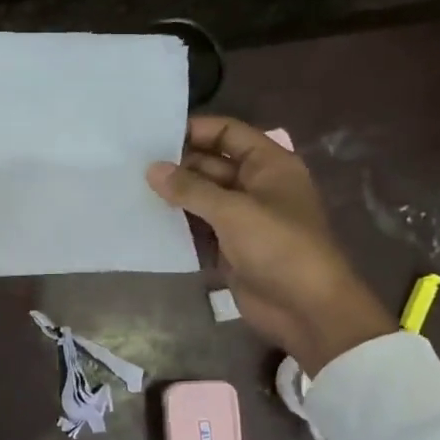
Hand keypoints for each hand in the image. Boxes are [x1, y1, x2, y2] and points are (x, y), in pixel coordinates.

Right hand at [148, 115, 393, 374]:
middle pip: (212, 165)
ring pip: (202, 198)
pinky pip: (199, 228)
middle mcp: (256, 186)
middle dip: (178, 165)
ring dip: (174, 196)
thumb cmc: (278, 247)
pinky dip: (178, 225)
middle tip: (133, 165)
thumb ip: (190, 189)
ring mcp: (243, 218)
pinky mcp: (231, 247)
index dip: (196, 130)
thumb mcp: (233, 211)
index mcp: (269, 165)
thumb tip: (152, 169)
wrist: (306, 309)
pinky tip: (147, 221)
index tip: (154, 136)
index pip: (229, 133)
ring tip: (132, 189)